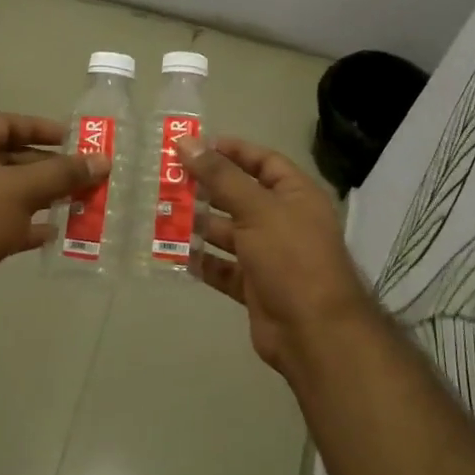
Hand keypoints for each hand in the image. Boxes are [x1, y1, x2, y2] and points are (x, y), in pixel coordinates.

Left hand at [0, 113, 106, 333]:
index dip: (40, 128)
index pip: (7, 124)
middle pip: (13, 160)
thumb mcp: (21, 189)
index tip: (74, 140)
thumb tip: (103, 160)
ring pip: (12, 195)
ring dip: (45, 198)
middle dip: (50, 168)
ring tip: (82, 203)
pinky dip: (30, 227)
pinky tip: (57, 233)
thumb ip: (63, 173)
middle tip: (87, 176)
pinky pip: (6, 225)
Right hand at [177, 137, 374, 376]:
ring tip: (161, 214)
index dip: (231, 151)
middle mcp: (283, 221)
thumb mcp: (256, 209)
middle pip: (240, 196)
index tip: (194, 146)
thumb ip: (220, 176)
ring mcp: (269, 255)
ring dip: (198, 225)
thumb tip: (187, 142)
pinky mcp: (254, 286)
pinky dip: (202, 261)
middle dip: (206, 189)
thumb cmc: (291, 257)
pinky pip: (223, 267)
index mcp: (295, 195)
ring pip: (228, 233)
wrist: (314, 332)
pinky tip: (173, 253)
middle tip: (166, 180)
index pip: (263, 161)